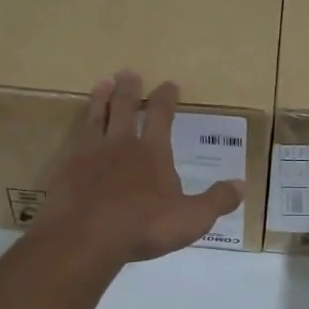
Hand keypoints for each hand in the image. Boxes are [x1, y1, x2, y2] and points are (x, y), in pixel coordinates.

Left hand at [34, 71, 244, 266]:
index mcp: (153, 151)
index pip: (162, 115)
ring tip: (103, 83)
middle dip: (130, 89)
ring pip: (96, 116)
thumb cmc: (143, 226)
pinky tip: (77, 130)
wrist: (85, 236)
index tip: (169, 84)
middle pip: (125, 107)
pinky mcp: (67, 168)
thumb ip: (216, 201)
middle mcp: (121, 144)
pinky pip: (74, 140)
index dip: (166, 98)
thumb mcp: (191, 219)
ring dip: (101, 98)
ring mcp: (90, 153)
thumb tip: (241, 184)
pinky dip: (78, 129)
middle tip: (129, 72)